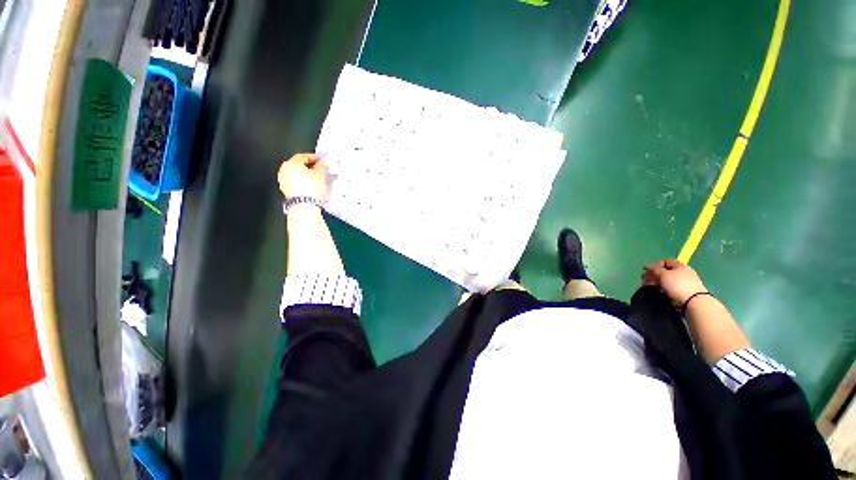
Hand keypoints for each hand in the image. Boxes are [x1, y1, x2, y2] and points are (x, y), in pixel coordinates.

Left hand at [277, 153, 327, 200]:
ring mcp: (283, 180)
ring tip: (316, 177)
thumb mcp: (320, 174)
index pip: (303, 156)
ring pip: (296, 173)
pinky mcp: (285, 189)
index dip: (314, 157)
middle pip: (298, 164)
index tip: (322, 160)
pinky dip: (302, 180)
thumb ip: (321, 165)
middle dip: (309, 165)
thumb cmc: (312, 187)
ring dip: (305, 173)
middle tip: (319, 168)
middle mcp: (284, 169)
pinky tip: (310, 184)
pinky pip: (294, 181)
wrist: (304, 206)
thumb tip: (321, 162)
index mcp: (291, 163)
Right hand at [642, 259, 707, 305]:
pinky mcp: (686, 292)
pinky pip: (671, 287)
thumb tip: (648, 267)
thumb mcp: (663, 274)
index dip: (655, 265)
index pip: (665, 261)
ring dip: (658, 282)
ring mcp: (686, 283)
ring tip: (650, 287)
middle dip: (654, 275)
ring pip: (668, 280)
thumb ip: (654, 269)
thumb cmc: (677, 285)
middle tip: (645, 280)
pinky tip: (660, 291)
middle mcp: (684, 272)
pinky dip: (664, 288)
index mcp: (680, 266)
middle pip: (666, 271)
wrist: (693, 302)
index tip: (646, 271)